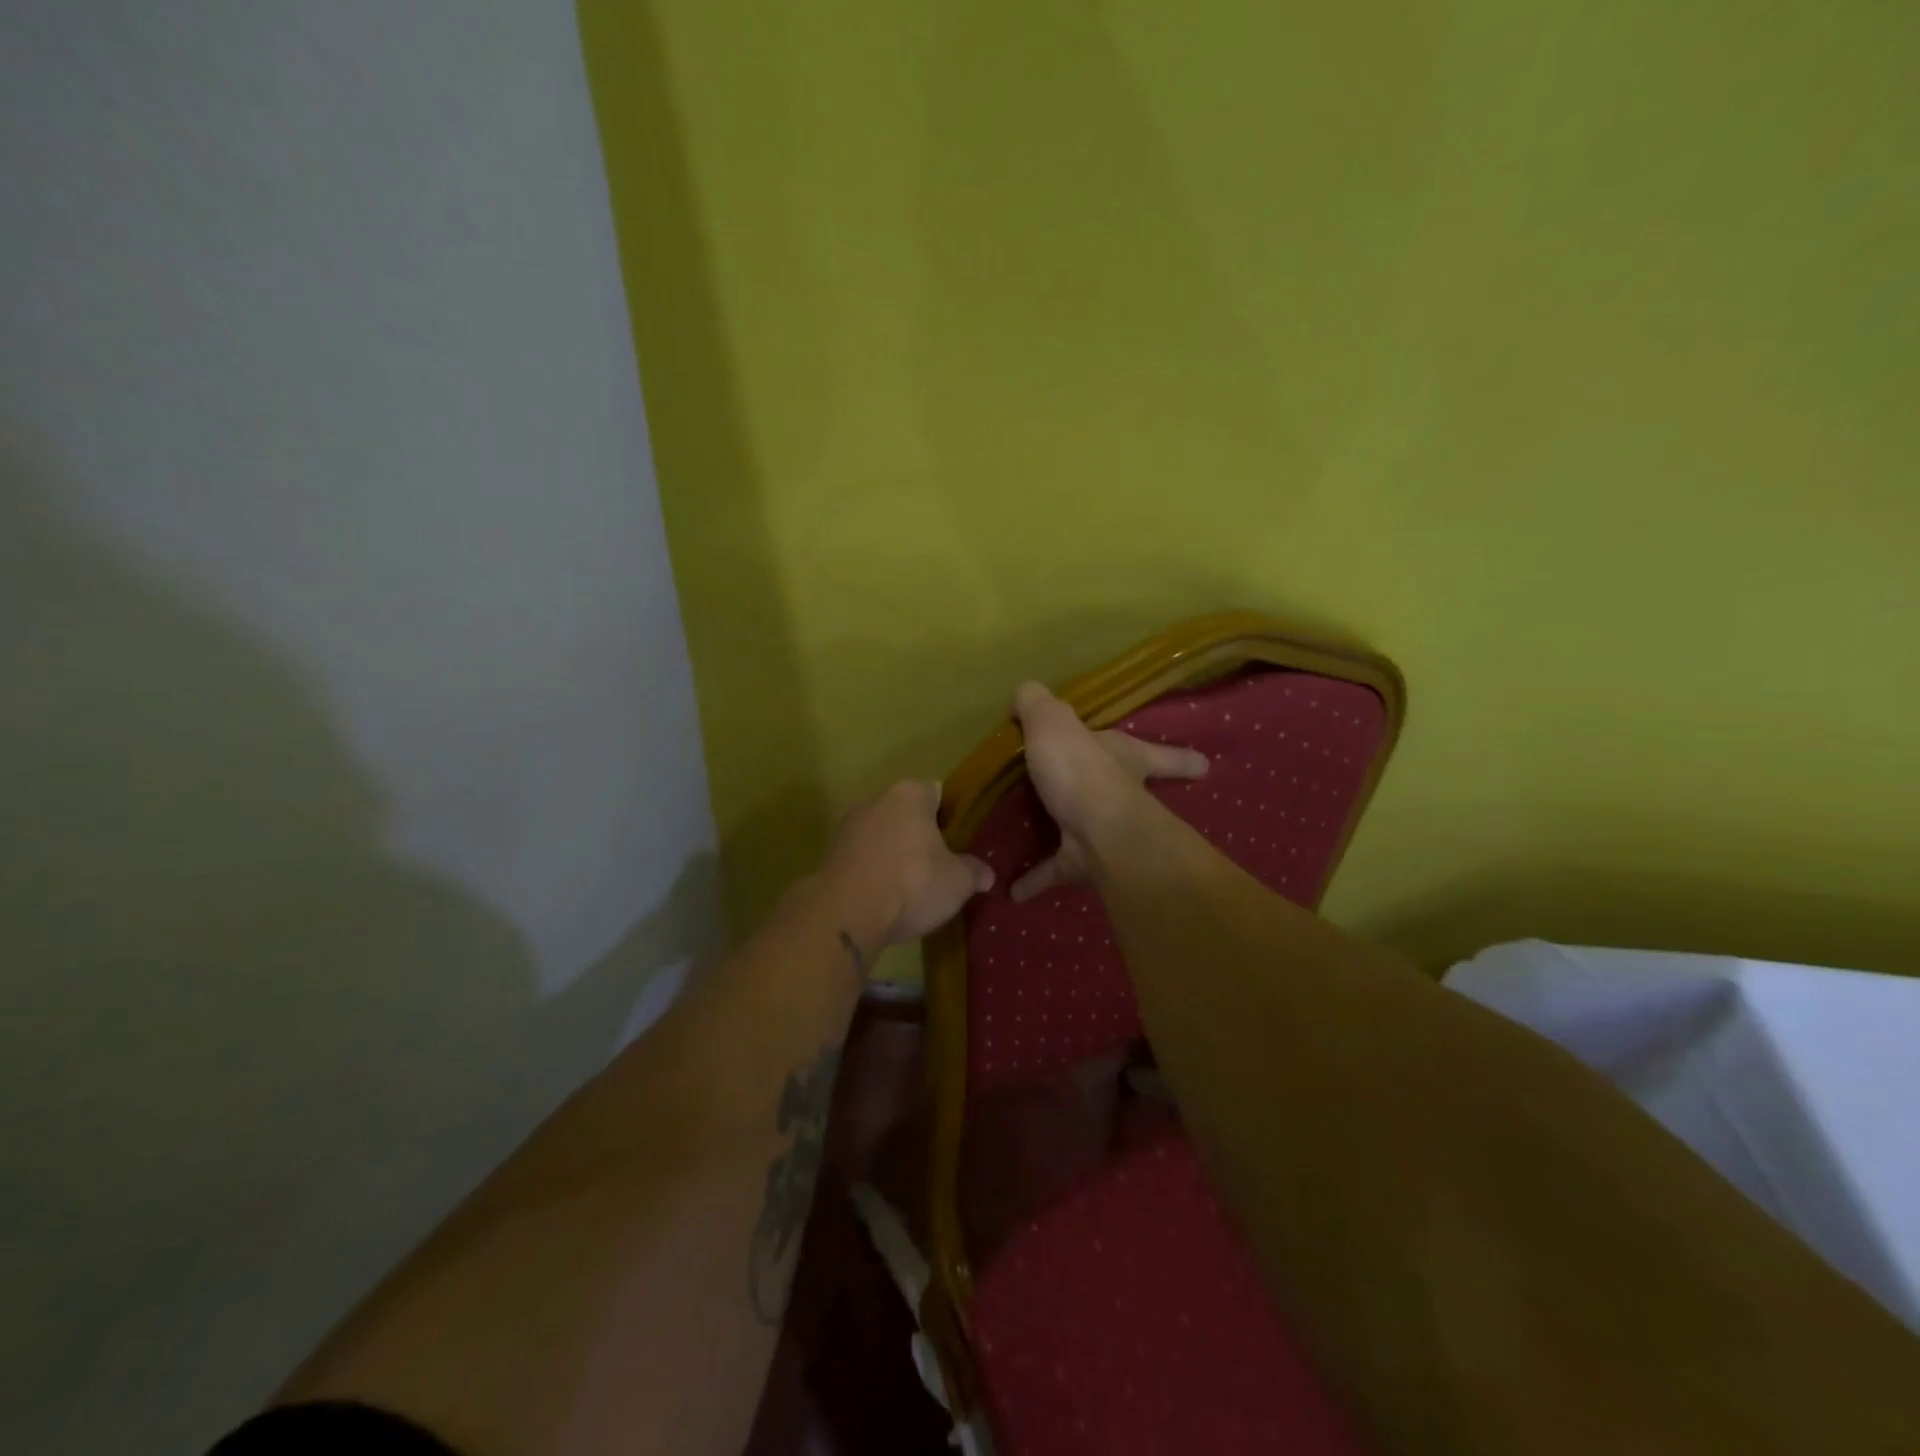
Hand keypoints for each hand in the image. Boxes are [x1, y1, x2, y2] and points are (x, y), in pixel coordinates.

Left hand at [828, 779, 993, 948]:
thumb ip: (975, 872)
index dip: (953, 817)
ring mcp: (848, 826)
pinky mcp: (830, 854)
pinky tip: (886, 897)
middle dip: (923, 836)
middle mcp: (876, 800)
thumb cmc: (912, 882)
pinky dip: (875, 871)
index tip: (962, 843)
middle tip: (941, 866)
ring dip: (896, 855)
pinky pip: (864, 858)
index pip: (939, 793)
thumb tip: (987, 874)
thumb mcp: (958, 881)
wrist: (846, 913)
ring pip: (883, 836)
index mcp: (910, 793)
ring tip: (913, 887)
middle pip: (908, 814)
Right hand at [1010, 681, 1207, 901]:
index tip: (1205, 767)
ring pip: (1092, 833)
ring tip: (1045, 837)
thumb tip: (1025, 691)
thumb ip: (1037, 704)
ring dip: (1072, 835)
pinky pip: (1055, 869)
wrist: (1096, 832)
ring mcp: (1105, 833)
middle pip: (1135, 794)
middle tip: (1115, 802)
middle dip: (1129, 796)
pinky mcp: (1082, 863)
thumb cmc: (1083, 770)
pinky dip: (1035, 879)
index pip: (1160, 755)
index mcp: (1125, 758)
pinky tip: (1013, 889)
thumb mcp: (1054, 722)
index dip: (1180, 758)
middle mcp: (1123, 795)